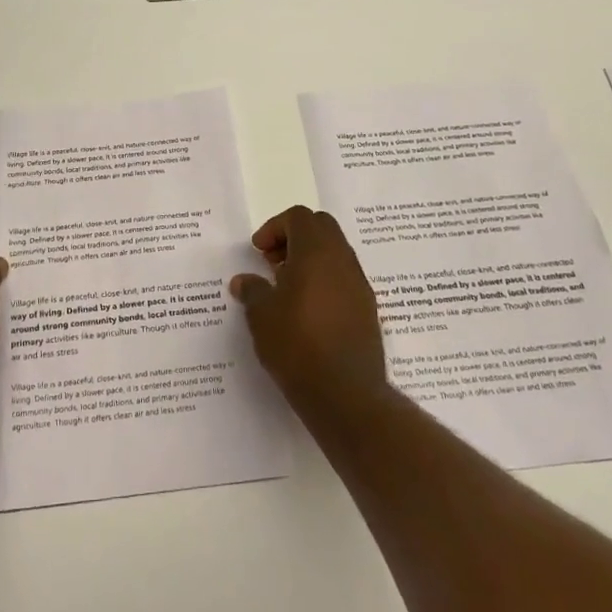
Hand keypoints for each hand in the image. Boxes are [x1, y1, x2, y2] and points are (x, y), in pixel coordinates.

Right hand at [232, 206, 390, 417]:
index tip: (258, 252)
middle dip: (294, 238)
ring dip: (310, 260)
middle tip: (272, 262)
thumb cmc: (297, 345)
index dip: (275, 227)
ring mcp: (359, 286)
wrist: (345, 394)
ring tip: (286, 289)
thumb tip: (244, 281)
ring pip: (335, 254)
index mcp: (317, 252)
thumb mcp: (261, 315)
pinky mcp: (367, 310)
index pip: (299, 217)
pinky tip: (305, 311)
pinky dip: (324, 281)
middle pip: (321, 228)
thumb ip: (252, 290)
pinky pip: (343, 279)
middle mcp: (343, 261)